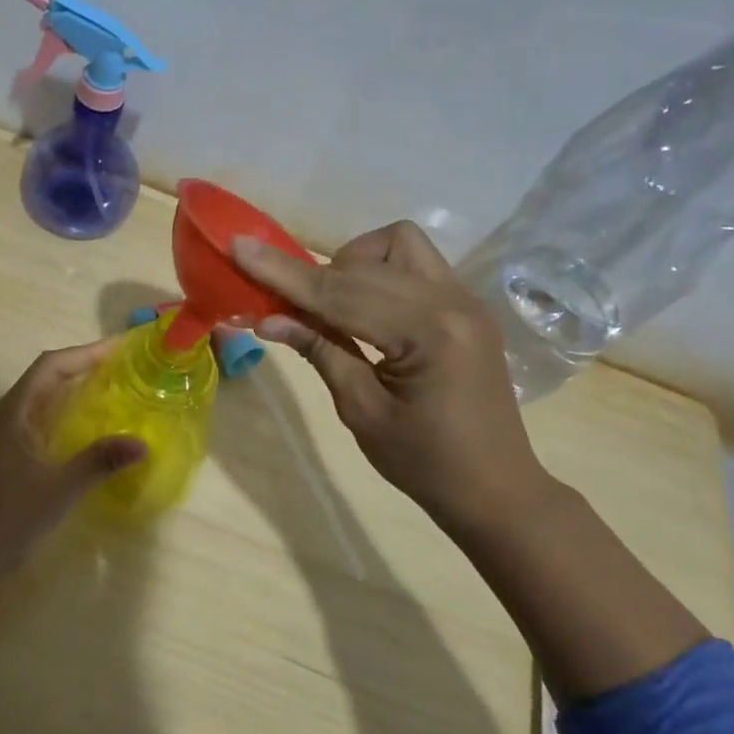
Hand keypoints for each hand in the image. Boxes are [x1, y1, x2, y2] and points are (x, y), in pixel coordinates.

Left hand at [0, 341, 143, 672]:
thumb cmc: (4, 519)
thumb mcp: (58, 489)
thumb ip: (99, 462)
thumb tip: (141, 444)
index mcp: (11, 412)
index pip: (50, 366)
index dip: (85, 352)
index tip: (120, 348)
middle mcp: (3, 416)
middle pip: (45, 378)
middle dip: (83, 368)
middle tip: (124, 369)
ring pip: (41, 402)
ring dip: (73, 392)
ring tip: (112, 393)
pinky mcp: (1, 458)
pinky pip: (37, 423)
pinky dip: (64, 417)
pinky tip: (86, 433)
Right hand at [233, 221, 557, 530]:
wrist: (495, 488)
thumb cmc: (424, 463)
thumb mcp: (361, 411)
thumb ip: (320, 350)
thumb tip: (267, 318)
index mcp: (428, 333)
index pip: (341, 293)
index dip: (284, 273)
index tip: (238, 246)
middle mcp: (452, 301)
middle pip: (365, 263)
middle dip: (313, 274)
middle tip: (275, 297)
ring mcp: (464, 298)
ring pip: (396, 245)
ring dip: (354, 262)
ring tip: (334, 304)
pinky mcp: (465, 304)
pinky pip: (414, 263)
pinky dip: (379, 272)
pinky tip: (364, 307)